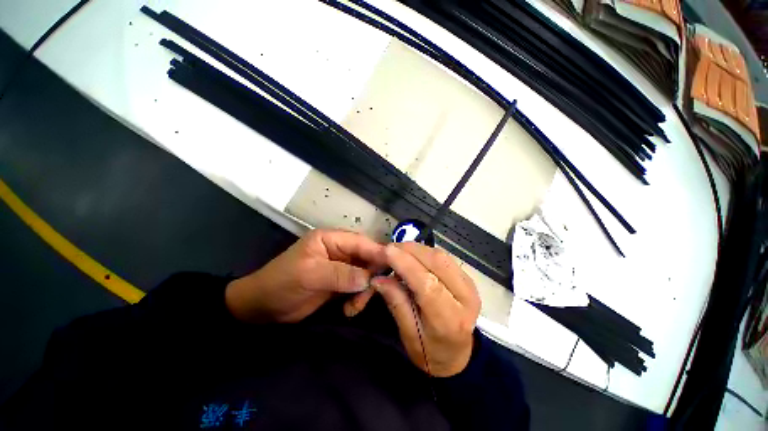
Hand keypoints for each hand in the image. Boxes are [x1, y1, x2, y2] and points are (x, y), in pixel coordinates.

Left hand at [225, 229, 387, 322]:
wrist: (263, 308)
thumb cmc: (281, 283)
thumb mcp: (310, 275)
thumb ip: (341, 274)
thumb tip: (370, 278)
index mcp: (331, 239)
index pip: (361, 242)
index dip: (378, 252)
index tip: (394, 266)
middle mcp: (340, 250)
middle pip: (367, 258)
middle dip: (371, 276)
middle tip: (368, 295)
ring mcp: (341, 267)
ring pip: (366, 275)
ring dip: (365, 291)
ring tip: (354, 307)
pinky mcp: (341, 283)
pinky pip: (358, 288)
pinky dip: (358, 299)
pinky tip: (349, 310)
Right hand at [371, 242, 480, 376]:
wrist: (458, 354)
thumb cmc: (430, 352)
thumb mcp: (408, 334)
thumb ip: (396, 303)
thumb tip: (378, 278)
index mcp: (450, 320)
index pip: (427, 284)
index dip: (405, 264)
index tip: (385, 251)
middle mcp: (465, 297)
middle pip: (436, 262)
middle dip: (408, 250)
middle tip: (386, 249)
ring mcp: (470, 284)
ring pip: (440, 254)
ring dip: (415, 248)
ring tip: (396, 252)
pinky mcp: (466, 276)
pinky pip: (442, 255)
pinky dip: (423, 251)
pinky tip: (410, 255)